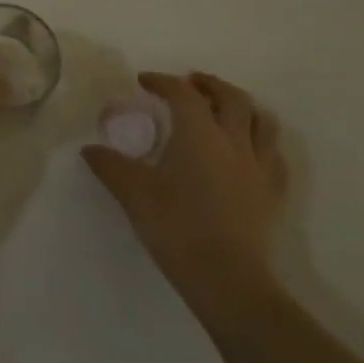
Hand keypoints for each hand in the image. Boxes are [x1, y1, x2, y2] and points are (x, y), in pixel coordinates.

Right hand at [83, 71, 289, 322]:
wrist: (227, 280)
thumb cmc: (176, 226)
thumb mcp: (132, 192)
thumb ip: (109, 165)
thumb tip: (89, 149)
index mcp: (199, 134)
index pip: (182, 93)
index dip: (162, 81)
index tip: (143, 83)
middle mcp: (234, 142)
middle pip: (231, 98)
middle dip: (209, 85)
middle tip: (189, 84)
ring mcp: (259, 169)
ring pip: (262, 122)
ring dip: (241, 107)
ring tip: (223, 109)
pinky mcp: (272, 195)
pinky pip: (274, 156)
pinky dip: (260, 142)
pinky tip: (247, 150)